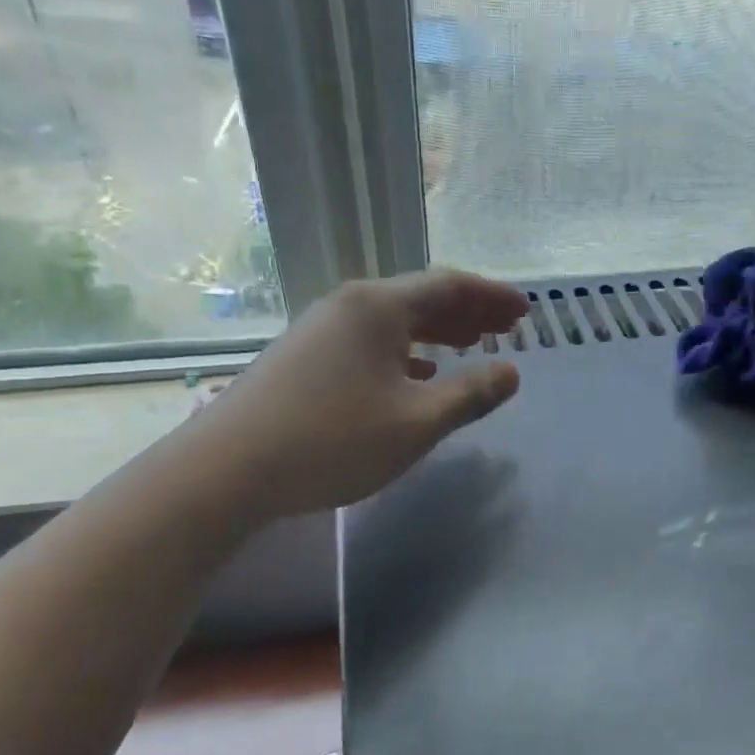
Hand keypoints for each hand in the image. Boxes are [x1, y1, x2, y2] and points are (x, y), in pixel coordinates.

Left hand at [194, 269, 526, 518]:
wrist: (228, 469)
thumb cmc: (333, 440)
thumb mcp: (416, 422)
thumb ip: (469, 394)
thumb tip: (511, 373)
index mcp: (379, 307)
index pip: (450, 285)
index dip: (493, 297)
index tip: (526, 312)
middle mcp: (349, 305)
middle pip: (421, 297)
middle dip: (469, 311)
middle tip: (507, 328)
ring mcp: (321, 329)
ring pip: (393, 321)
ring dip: (437, 330)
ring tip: (469, 345)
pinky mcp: (303, 356)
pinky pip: (369, 341)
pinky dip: (404, 351)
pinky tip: (415, 373)